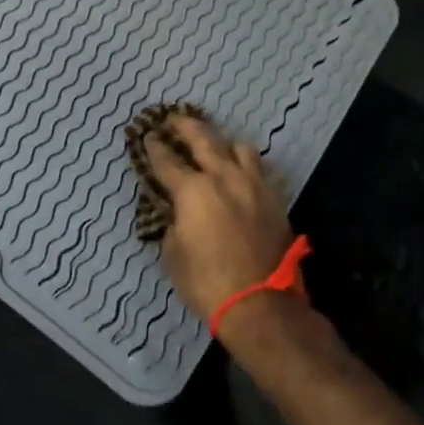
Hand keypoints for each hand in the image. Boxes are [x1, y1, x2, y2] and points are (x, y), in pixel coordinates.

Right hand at [143, 116, 299, 330]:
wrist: (260, 304)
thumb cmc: (206, 282)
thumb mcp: (173, 253)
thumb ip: (173, 223)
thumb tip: (178, 212)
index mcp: (192, 190)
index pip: (167, 160)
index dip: (154, 147)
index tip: (148, 136)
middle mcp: (224, 177)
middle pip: (203, 138)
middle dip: (185, 126)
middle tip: (174, 120)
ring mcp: (254, 185)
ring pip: (239, 147)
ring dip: (222, 143)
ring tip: (215, 146)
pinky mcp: (275, 199)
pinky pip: (260, 169)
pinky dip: (246, 164)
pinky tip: (241, 172)